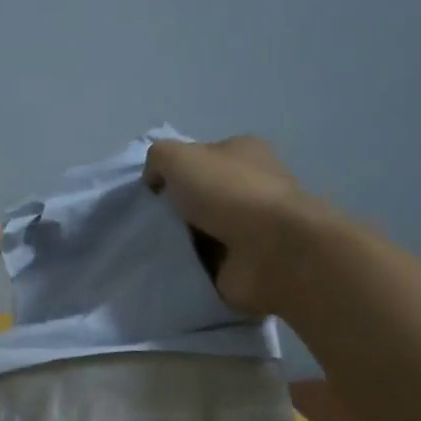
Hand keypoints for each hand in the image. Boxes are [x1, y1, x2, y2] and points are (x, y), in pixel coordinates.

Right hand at [143, 135, 322, 314]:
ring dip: (180, 240)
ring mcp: (254, 227)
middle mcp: (253, 186)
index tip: (151, 191)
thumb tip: (155, 182)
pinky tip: (172, 267)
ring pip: (202, 230)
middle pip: (200, 195)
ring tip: (155, 248)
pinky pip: (208, 262)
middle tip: (148, 222)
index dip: (174, 171)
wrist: (272, 251)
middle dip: (174, 209)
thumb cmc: (228, 192)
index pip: (202, 157)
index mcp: (244, 153)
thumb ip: (158, 158)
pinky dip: (191, 266)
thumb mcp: (177, 157)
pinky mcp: (249, 262)